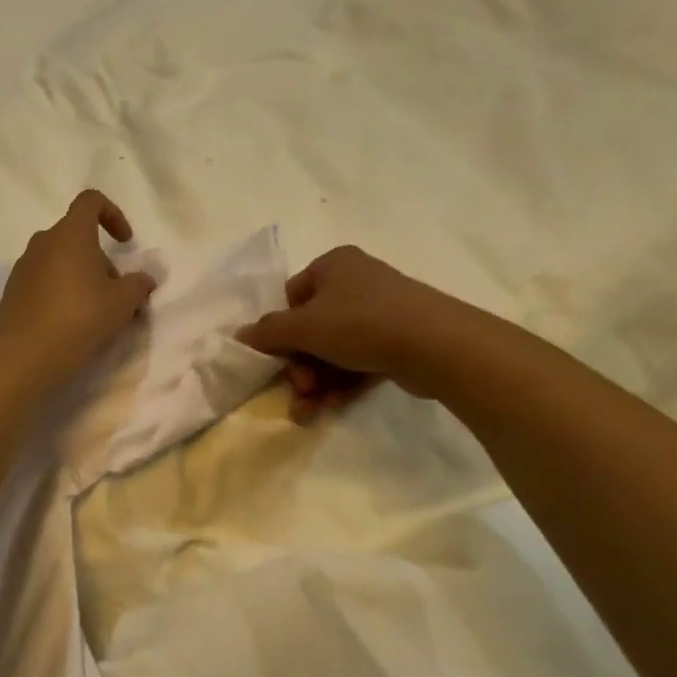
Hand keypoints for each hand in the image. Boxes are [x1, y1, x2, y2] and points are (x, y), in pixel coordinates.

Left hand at [0, 191, 156, 381]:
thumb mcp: (123, 302)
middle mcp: (42, 242)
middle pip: (76, 236)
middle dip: (99, 258)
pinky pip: (42, 280)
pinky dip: (58, 291)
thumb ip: (139, 284)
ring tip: (92, 310)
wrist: (28, 355)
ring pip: (58, 259)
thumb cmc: (81, 318)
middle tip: (114, 292)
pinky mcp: (12, 290)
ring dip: (79, 275)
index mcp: (70, 234)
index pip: (90, 201)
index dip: (113, 214)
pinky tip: (67, 321)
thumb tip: (145, 278)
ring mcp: (23, 266)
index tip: (125, 242)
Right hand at [237, 245, 480, 419]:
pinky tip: (332, 406)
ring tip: (309, 411)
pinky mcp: (400, 341)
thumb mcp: (303, 327)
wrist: (437, 345)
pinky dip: (343, 383)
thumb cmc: (360, 323)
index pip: (293, 295)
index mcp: (333, 265)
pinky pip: (360, 361)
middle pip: (313, 328)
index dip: (281, 328)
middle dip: (300, 365)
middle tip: (299, 389)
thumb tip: (239, 336)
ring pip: (335, 350)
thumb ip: (267, 332)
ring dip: (317, 381)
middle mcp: (358, 282)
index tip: (280, 355)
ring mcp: (382, 311)